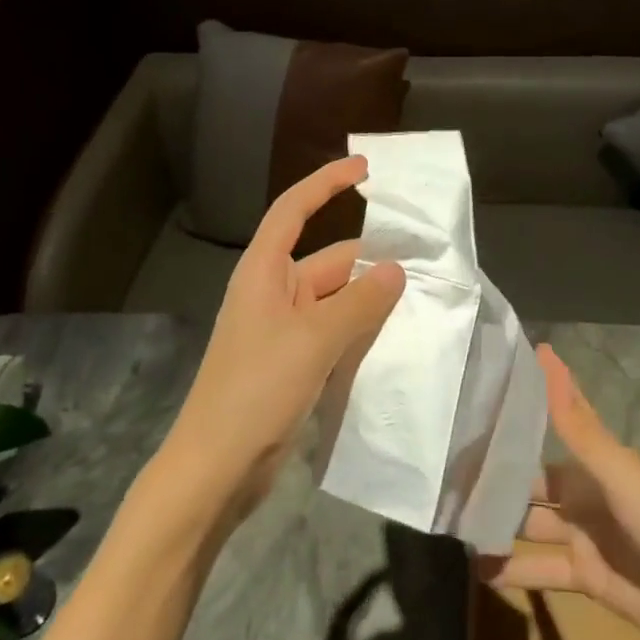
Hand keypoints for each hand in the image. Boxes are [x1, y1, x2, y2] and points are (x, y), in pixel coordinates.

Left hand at [163, 156, 404, 515]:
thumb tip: (395, 270)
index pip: (294, 209)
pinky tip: (395, 339)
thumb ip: (359, 303)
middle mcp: (273, 293)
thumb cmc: (256, 390)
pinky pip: (334, 333)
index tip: (364, 169)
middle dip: (370, 260)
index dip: (326, 183)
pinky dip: (361, 330)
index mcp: (265, 271)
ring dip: (370, 299)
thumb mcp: (313, 340)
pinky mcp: (293, 364)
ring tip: (421, 299)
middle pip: (328, 261)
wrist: (215, 471)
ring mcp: (283, 331)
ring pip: (336, 300)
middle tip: (424, 260)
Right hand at [478, 345, 639, 639]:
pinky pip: (542, 569)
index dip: (522, 408)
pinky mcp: (585, 576)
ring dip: (499, 524)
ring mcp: (583, 534)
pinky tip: (479, 570)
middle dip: (498, 476)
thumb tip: (544, 352)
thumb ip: (573, 421)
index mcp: (593, 459)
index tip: (481, 394)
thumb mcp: (614, 469)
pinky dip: (514, 570)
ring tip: (456, 523)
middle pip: (532, 480)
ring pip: (531, 523)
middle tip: (451, 474)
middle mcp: (584, 491)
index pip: (552, 421)